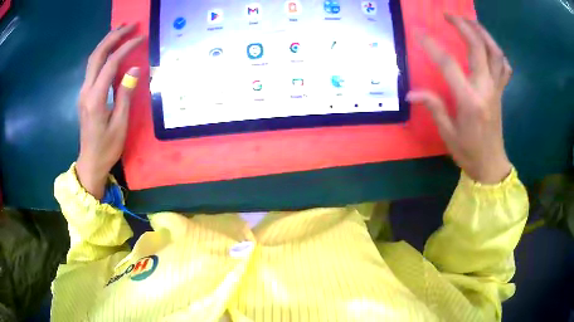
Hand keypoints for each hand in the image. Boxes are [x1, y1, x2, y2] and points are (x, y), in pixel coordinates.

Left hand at [76, 24, 143, 198]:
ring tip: (121, 30)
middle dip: (113, 36)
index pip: (110, 64)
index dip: (126, 48)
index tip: (141, 37)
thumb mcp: (120, 125)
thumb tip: (134, 69)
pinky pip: (92, 67)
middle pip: (97, 55)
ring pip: (92, 59)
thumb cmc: (107, 148)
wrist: (90, 163)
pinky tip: (111, 49)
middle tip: (130, 24)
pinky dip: (102, 53)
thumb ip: (125, 95)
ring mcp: (83, 92)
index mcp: (95, 99)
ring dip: (106, 42)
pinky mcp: (84, 94)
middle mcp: (86, 91)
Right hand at [407, 15, 512, 183]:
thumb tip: (411, 93)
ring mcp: (496, 89)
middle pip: (479, 49)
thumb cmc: (469, 153)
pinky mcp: (501, 92)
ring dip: (483, 33)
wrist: (491, 165)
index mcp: (470, 101)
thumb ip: (433, 107)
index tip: (418, 32)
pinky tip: (489, 47)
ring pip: (495, 53)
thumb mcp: (448, 134)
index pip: (449, 65)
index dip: (432, 46)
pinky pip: (504, 67)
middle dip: (464, 27)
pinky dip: (498, 53)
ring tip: (470, 21)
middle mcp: (486, 90)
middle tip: (449, 15)